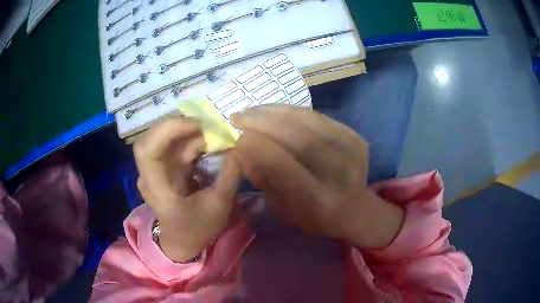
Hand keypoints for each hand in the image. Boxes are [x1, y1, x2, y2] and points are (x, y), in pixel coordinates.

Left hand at [134, 117, 240, 261]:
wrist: (182, 242)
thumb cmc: (198, 229)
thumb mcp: (220, 204)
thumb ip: (230, 174)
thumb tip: (241, 144)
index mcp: (158, 190)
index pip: (147, 152)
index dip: (167, 131)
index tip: (196, 124)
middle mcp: (150, 177)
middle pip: (151, 139)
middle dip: (177, 126)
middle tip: (206, 123)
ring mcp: (154, 172)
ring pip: (162, 139)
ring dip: (186, 132)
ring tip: (211, 131)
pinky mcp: (163, 169)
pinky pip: (172, 147)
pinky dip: (188, 140)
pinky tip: (206, 141)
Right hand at [231, 105, 402, 248]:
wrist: (355, 208)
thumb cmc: (313, 215)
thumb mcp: (280, 208)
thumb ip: (262, 177)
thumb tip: (242, 145)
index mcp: (316, 199)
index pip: (279, 164)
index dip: (254, 146)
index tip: (237, 136)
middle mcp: (336, 172)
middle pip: (294, 135)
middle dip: (260, 121)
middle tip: (238, 116)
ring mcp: (350, 150)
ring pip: (305, 119)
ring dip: (273, 111)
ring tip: (252, 110)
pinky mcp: (354, 136)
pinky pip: (317, 115)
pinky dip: (292, 110)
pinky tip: (275, 112)